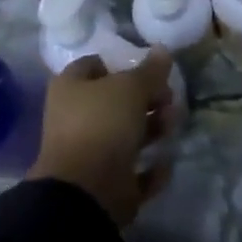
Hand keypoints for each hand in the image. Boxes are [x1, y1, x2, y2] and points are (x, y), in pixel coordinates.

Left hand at [28, 50, 179, 225]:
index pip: (95, 64)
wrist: (86, 192)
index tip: (151, 70)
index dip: (123, 64)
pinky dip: (151, 167)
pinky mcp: (104, 183)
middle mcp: (75, 117)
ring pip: (127, 134)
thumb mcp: (131, 88)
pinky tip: (165, 160)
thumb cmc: (103, 124)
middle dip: (147, 99)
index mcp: (70, 87)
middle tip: (169, 100)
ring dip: (154, 129)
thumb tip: (163, 50)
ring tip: (172, 126)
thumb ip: (150, 70)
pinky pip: (133, 169)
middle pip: (116, 101)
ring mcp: (88, 152)